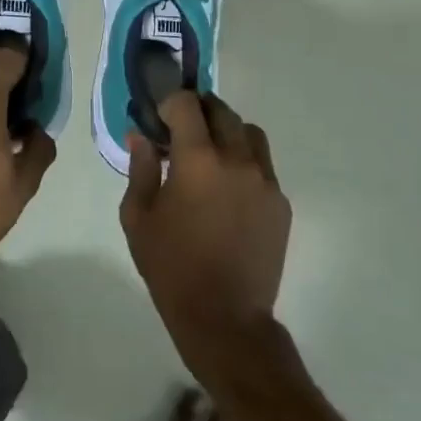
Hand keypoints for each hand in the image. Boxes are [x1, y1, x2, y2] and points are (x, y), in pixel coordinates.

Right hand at [122, 92, 289, 343]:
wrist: (224, 317)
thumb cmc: (171, 267)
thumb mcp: (138, 217)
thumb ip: (140, 169)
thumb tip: (141, 136)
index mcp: (197, 159)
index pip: (187, 104)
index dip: (170, 104)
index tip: (160, 121)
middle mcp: (236, 159)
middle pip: (221, 111)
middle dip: (199, 112)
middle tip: (182, 131)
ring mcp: (265, 180)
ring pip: (249, 133)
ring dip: (227, 132)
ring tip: (211, 156)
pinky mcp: (281, 202)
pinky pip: (263, 166)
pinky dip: (244, 163)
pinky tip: (229, 192)